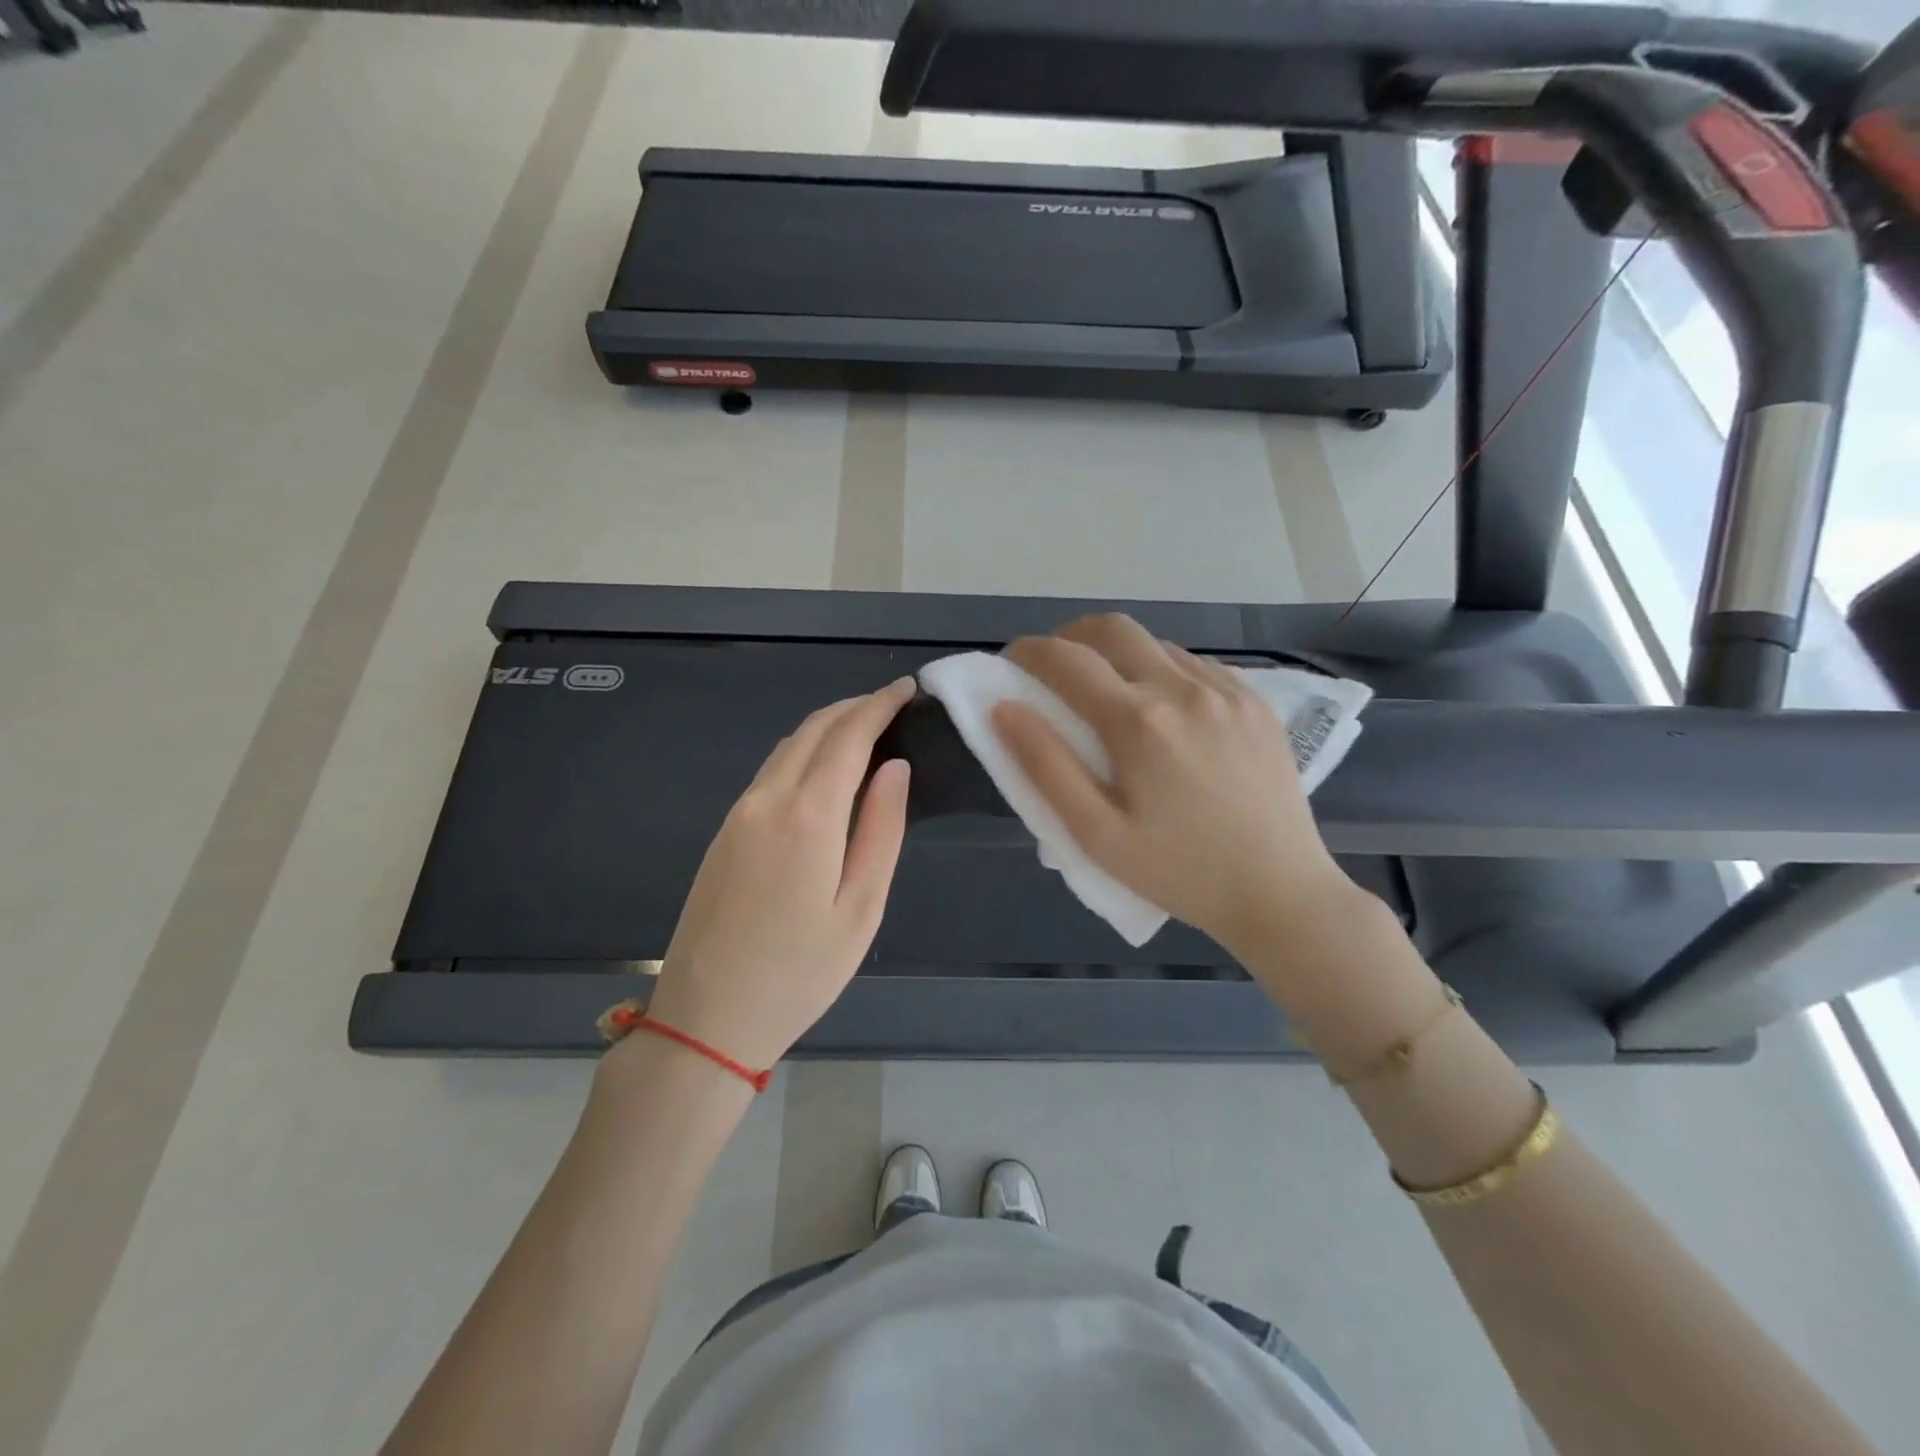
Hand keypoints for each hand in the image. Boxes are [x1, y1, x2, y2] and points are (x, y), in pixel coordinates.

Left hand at [642, 679, 914, 1069]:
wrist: (707, 1019)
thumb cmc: (800, 972)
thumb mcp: (861, 907)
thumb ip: (882, 830)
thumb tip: (894, 768)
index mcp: (807, 816)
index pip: (848, 737)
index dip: (879, 706)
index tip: (907, 688)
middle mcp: (767, 801)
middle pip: (812, 731)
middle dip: (854, 707)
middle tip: (892, 703)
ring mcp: (738, 815)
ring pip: (786, 748)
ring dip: (826, 727)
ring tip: (864, 728)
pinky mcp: (723, 833)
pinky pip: (769, 772)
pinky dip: (803, 752)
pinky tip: (823, 768)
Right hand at [993, 615, 1358, 958]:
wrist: (1280, 893)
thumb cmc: (1178, 872)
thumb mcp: (1097, 835)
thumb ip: (1045, 766)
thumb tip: (1004, 709)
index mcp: (1138, 721)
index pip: (1064, 659)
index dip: (1027, 652)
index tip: (1011, 664)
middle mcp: (1182, 688)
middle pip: (1111, 628)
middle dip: (1070, 637)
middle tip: (1054, 671)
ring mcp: (1226, 690)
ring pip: (1155, 643)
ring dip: (1118, 655)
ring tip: (1110, 696)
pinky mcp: (1255, 701)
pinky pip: (1195, 664)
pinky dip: (1162, 670)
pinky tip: (1164, 712)